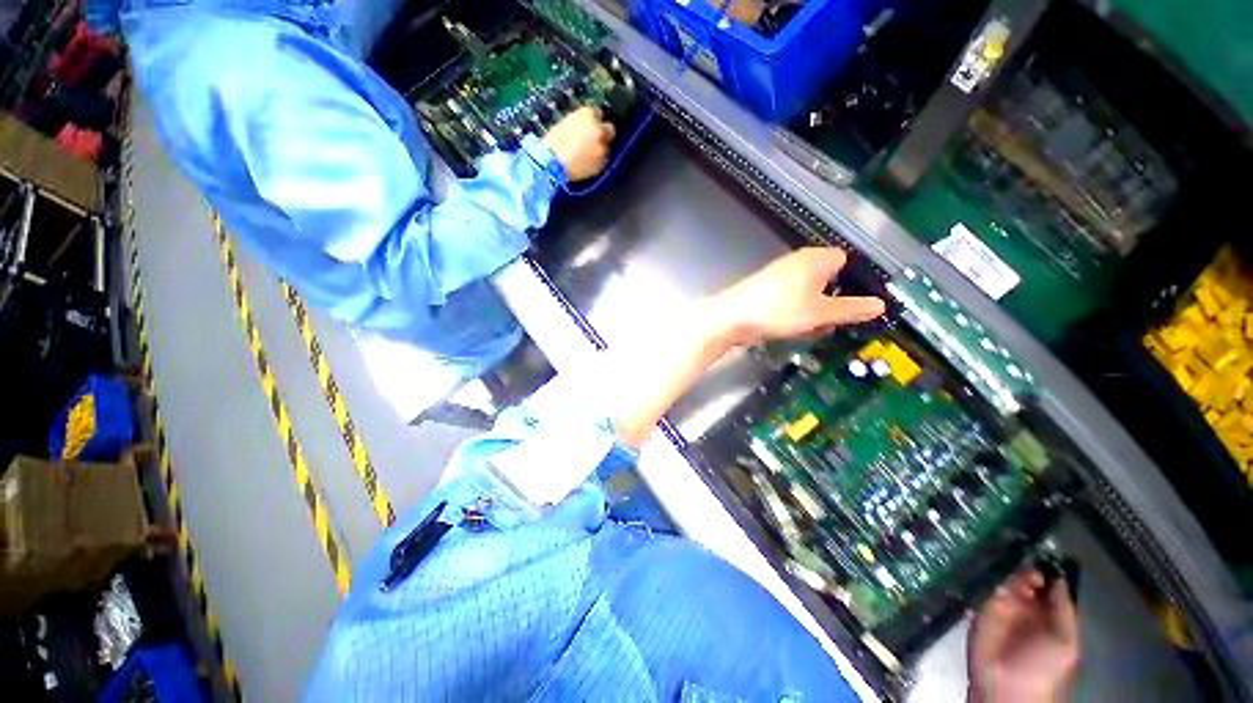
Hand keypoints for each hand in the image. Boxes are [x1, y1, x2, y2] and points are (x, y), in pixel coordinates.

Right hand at [542, 106, 615, 181]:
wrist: (554, 164)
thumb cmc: (553, 144)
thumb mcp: (565, 123)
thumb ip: (580, 122)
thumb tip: (585, 126)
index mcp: (588, 114)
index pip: (597, 113)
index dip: (593, 120)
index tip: (589, 126)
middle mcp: (599, 129)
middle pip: (610, 129)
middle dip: (603, 133)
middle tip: (594, 139)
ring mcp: (603, 147)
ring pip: (607, 146)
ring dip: (600, 148)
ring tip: (586, 154)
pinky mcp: (603, 163)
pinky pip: (603, 160)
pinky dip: (597, 161)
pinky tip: (586, 162)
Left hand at [703, 247, 885, 347]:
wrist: (731, 318)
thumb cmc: (779, 311)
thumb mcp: (821, 314)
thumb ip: (852, 309)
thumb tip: (880, 305)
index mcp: (817, 258)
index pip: (848, 261)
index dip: (858, 281)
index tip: (862, 304)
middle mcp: (800, 260)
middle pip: (830, 277)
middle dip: (837, 299)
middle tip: (840, 320)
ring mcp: (781, 274)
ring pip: (811, 290)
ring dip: (818, 308)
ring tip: (818, 328)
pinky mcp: (767, 288)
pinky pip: (793, 297)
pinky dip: (800, 309)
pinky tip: (797, 327)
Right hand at [968, 569, 1079, 702]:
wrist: (1008, 686)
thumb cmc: (1045, 667)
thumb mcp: (1066, 641)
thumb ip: (1064, 609)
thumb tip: (1059, 577)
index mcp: (1048, 614)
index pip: (1048, 584)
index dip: (1047, 569)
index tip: (1045, 555)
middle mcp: (1026, 606)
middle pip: (1025, 577)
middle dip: (1027, 567)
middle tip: (1028, 567)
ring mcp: (1002, 606)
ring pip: (1005, 579)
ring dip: (1010, 573)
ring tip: (1014, 576)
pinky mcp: (981, 606)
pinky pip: (985, 587)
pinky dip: (990, 578)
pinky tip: (995, 576)